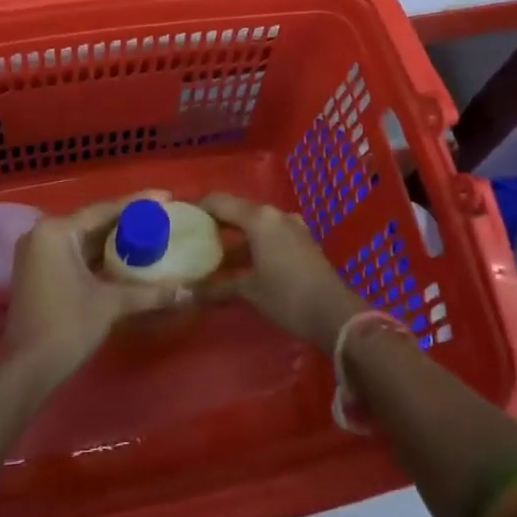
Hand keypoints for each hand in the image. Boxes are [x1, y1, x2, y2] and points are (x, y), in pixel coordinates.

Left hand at [4, 200, 183, 387]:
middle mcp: (42, 234)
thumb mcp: (110, 304)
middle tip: (160, 216)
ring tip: (147, 233)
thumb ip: (149, 293)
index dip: (137, 203)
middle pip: (92, 222)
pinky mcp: (37, 272)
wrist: (27, 370)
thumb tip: (188, 291)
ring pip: (83, 239)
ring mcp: (36, 253)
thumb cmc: (67, 327)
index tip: (166, 196)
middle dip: (126, 221)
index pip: (103, 210)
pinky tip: (122, 257)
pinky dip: (97, 255)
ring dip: (112, 239)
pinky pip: (73, 253)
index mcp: (56, 231)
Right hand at [197, 193, 365, 353]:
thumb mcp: (249, 291)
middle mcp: (275, 215)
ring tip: (213, 255)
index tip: (181, 218)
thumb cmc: (287, 297)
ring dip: (235, 238)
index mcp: (259, 218)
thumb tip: (188, 293)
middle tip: (193, 238)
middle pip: (238, 211)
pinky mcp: (302, 242)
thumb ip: (218, 287)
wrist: (335, 314)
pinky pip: (269, 235)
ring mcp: (291, 227)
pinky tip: (241, 265)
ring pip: (254, 225)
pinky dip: (253, 245)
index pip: (220, 202)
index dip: (199, 207)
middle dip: (216, 224)